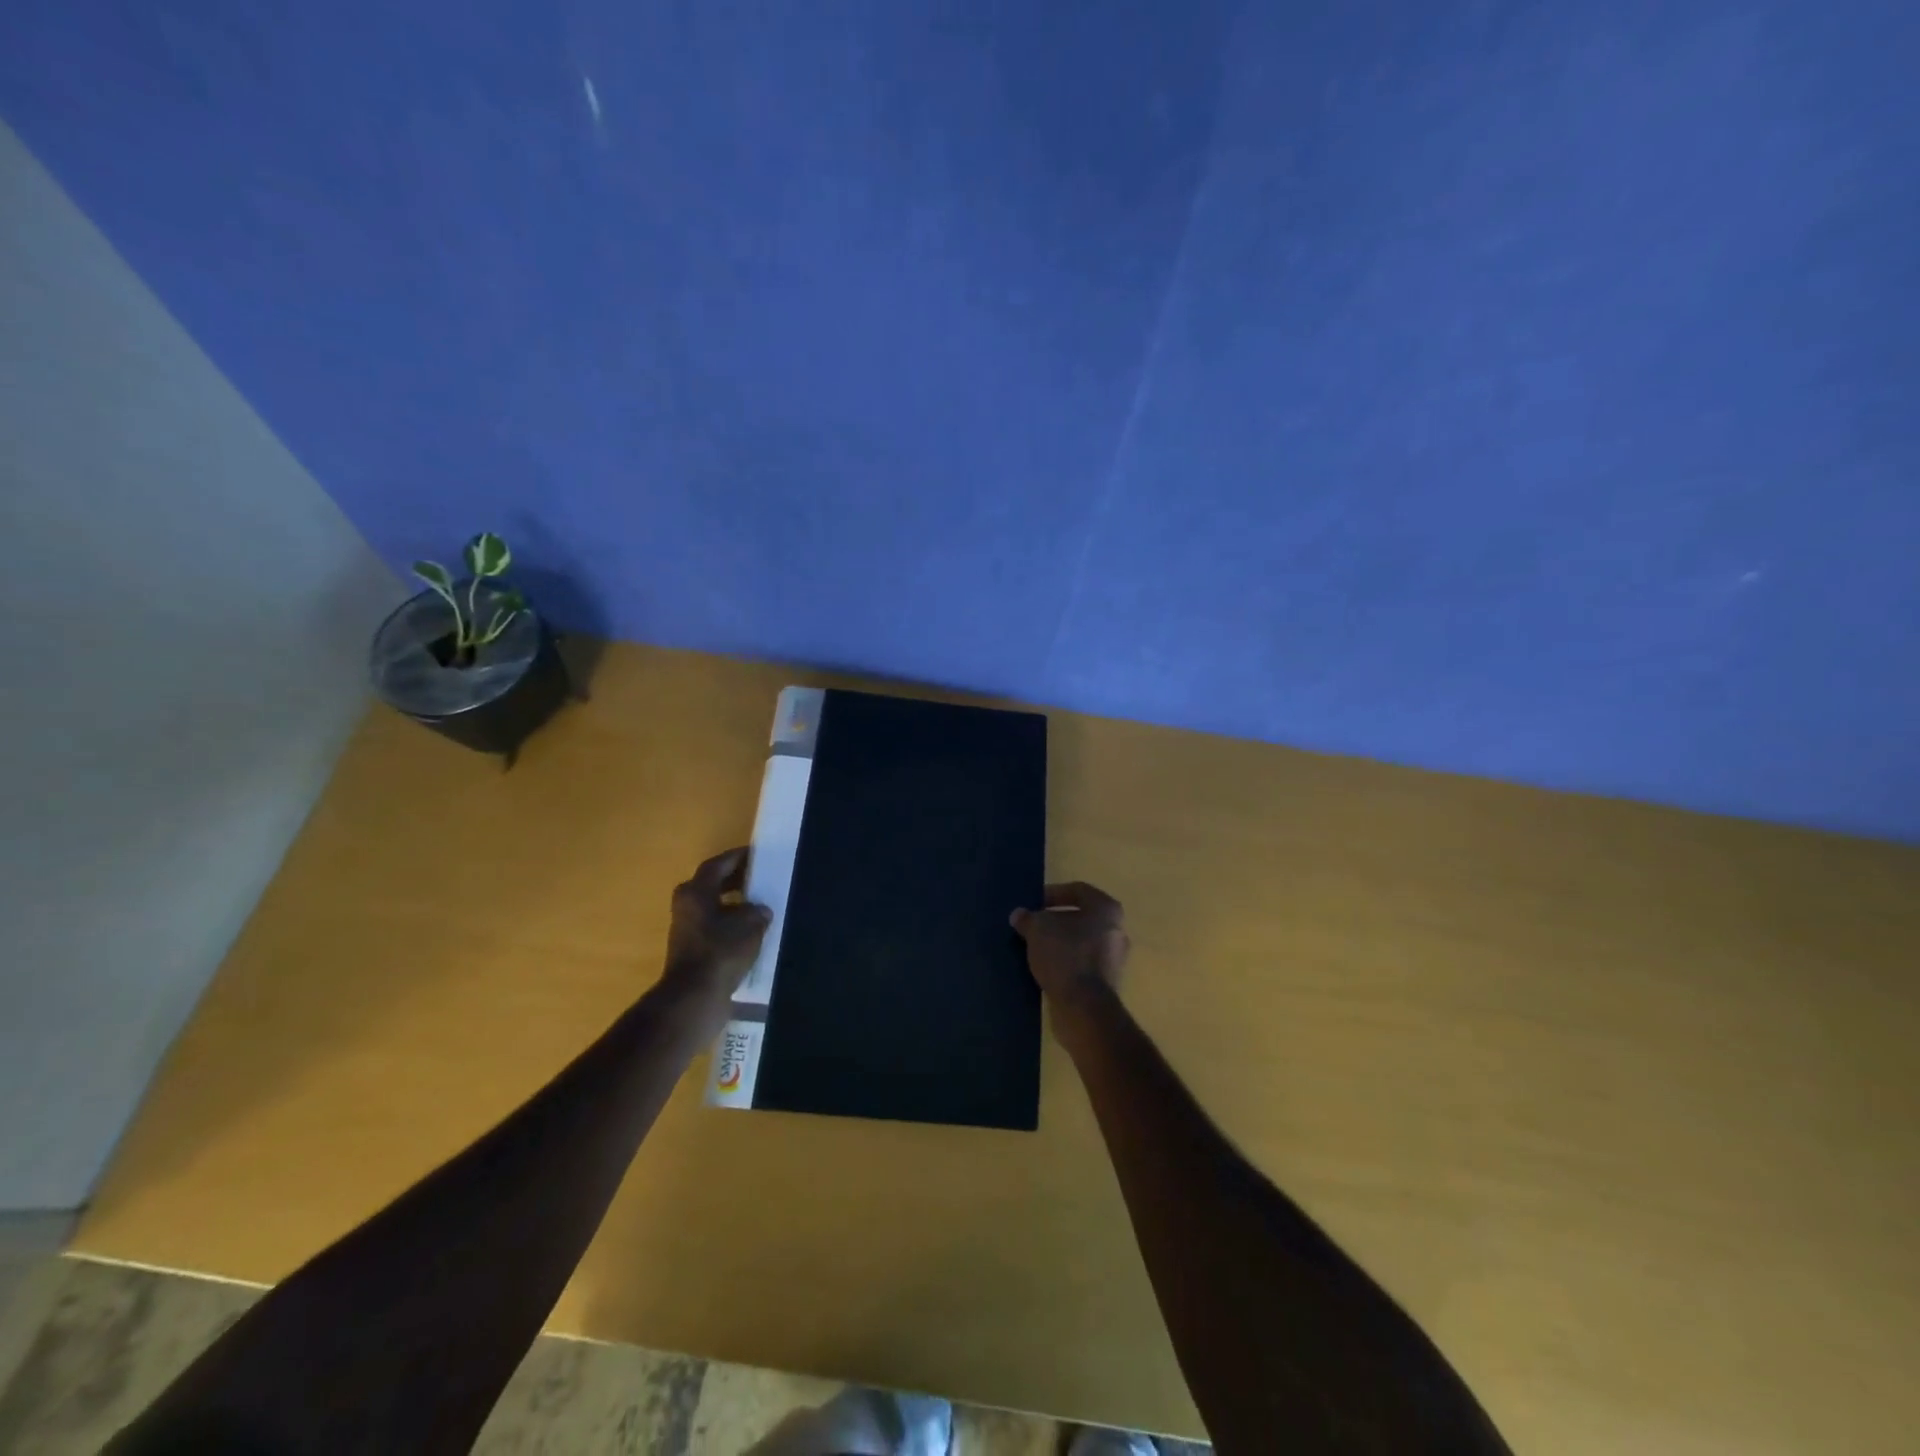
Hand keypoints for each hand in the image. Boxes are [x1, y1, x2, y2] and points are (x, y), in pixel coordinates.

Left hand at [662, 848, 771, 1004]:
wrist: (694, 997)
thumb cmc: (721, 952)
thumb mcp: (749, 925)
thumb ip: (757, 911)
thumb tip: (760, 910)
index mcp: (696, 892)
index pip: (717, 864)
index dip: (737, 857)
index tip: (756, 854)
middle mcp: (686, 906)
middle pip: (712, 884)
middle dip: (736, 879)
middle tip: (760, 877)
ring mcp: (687, 929)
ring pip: (713, 907)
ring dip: (734, 904)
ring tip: (760, 905)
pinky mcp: (692, 950)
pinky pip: (714, 927)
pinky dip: (730, 925)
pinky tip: (751, 932)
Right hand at [1009, 882, 1129, 1010]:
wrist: (1084, 1007)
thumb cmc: (1065, 955)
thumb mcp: (1038, 929)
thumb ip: (1028, 918)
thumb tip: (1019, 915)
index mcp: (1106, 909)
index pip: (1078, 890)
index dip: (1052, 893)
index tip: (1033, 903)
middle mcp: (1116, 930)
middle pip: (1080, 917)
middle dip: (1054, 920)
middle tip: (1031, 925)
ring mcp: (1114, 958)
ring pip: (1081, 941)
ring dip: (1058, 942)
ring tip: (1033, 947)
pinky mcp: (1106, 982)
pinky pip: (1081, 963)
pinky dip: (1064, 962)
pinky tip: (1044, 967)